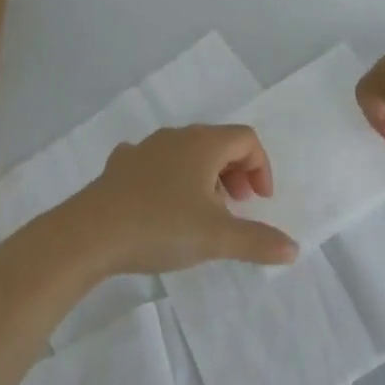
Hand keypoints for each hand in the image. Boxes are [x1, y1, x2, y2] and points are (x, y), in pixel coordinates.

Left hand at [70, 124, 300, 274]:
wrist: (90, 233)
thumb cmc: (161, 226)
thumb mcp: (216, 238)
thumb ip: (257, 241)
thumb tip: (293, 248)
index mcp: (203, 144)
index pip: (246, 139)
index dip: (260, 167)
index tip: (259, 202)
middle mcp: (176, 136)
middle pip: (218, 142)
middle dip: (235, 172)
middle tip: (237, 207)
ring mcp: (145, 148)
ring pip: (186, 153)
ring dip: (204, 176)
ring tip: (203, 212)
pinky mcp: (121, 166)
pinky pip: (156, 163)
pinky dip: (170, 179)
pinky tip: (162, 205)